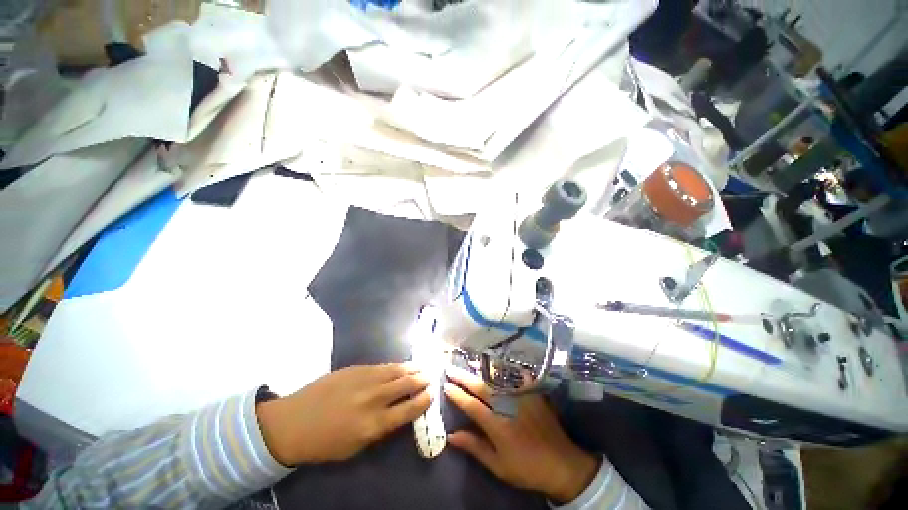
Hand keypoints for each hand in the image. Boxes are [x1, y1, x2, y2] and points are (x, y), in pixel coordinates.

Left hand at [257, 363, 431, 465]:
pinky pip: (382, 365)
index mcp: (374, 424)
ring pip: (397, 371)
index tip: (431, 395)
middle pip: (406, 386)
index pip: (409, 410)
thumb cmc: (324, 443)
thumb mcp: (355, 447)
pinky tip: (402, 364)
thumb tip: (398, 414)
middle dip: (421, 381)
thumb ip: (380, 429)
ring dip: (412, 369)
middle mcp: (374, 399)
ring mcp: (365, 380)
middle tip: (429, 378)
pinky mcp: (357, 369)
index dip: (423, 401)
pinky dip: (396, 365)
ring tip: (421, 367)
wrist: (293, 422)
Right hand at [444, 368, 599, 503]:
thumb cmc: (526, 468)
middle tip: (450, 369)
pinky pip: (517, 376)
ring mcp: (521, 397)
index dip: (457, 395)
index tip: (445, 386)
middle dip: (464, 377)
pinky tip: (497, 363)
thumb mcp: (498, 465)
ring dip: (480, 371)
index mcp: (497, 425)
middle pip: (481, 388)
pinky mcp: (533, 393)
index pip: (471, 405)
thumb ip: (475, 447)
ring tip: (468, 363)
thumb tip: (452, 436)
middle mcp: (507, 406)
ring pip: (496, 379)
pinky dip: (505, 369)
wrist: (561, 463)